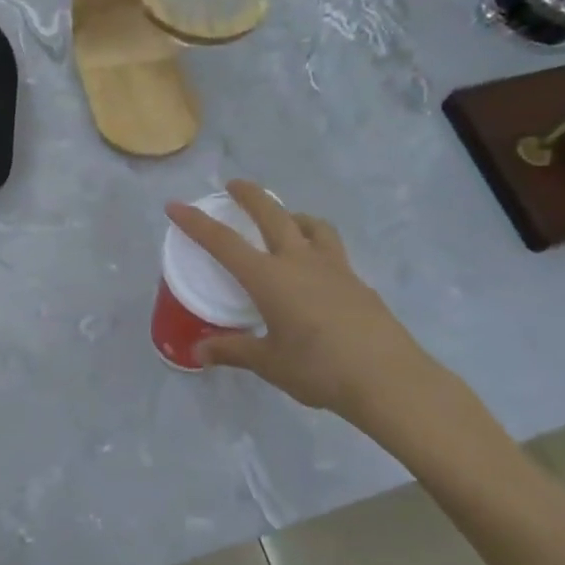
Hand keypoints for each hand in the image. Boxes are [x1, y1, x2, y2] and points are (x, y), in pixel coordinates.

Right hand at [166, 182, 451, 436]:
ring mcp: (334, 268)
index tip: (175, 206)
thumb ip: (233, 350)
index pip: (224, 242)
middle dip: (250, 195)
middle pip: (272, 214)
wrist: (389, 379)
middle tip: (234, 185)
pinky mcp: (357, 282)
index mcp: (270, 278)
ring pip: (311, 225)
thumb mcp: (269, 363)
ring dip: (292, 214)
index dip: (196, 222)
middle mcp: (299, 262)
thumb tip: (198, 350)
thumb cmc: (319, 369)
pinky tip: (315, 269)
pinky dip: (316, 243)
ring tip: (285, 220)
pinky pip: (332, 249)